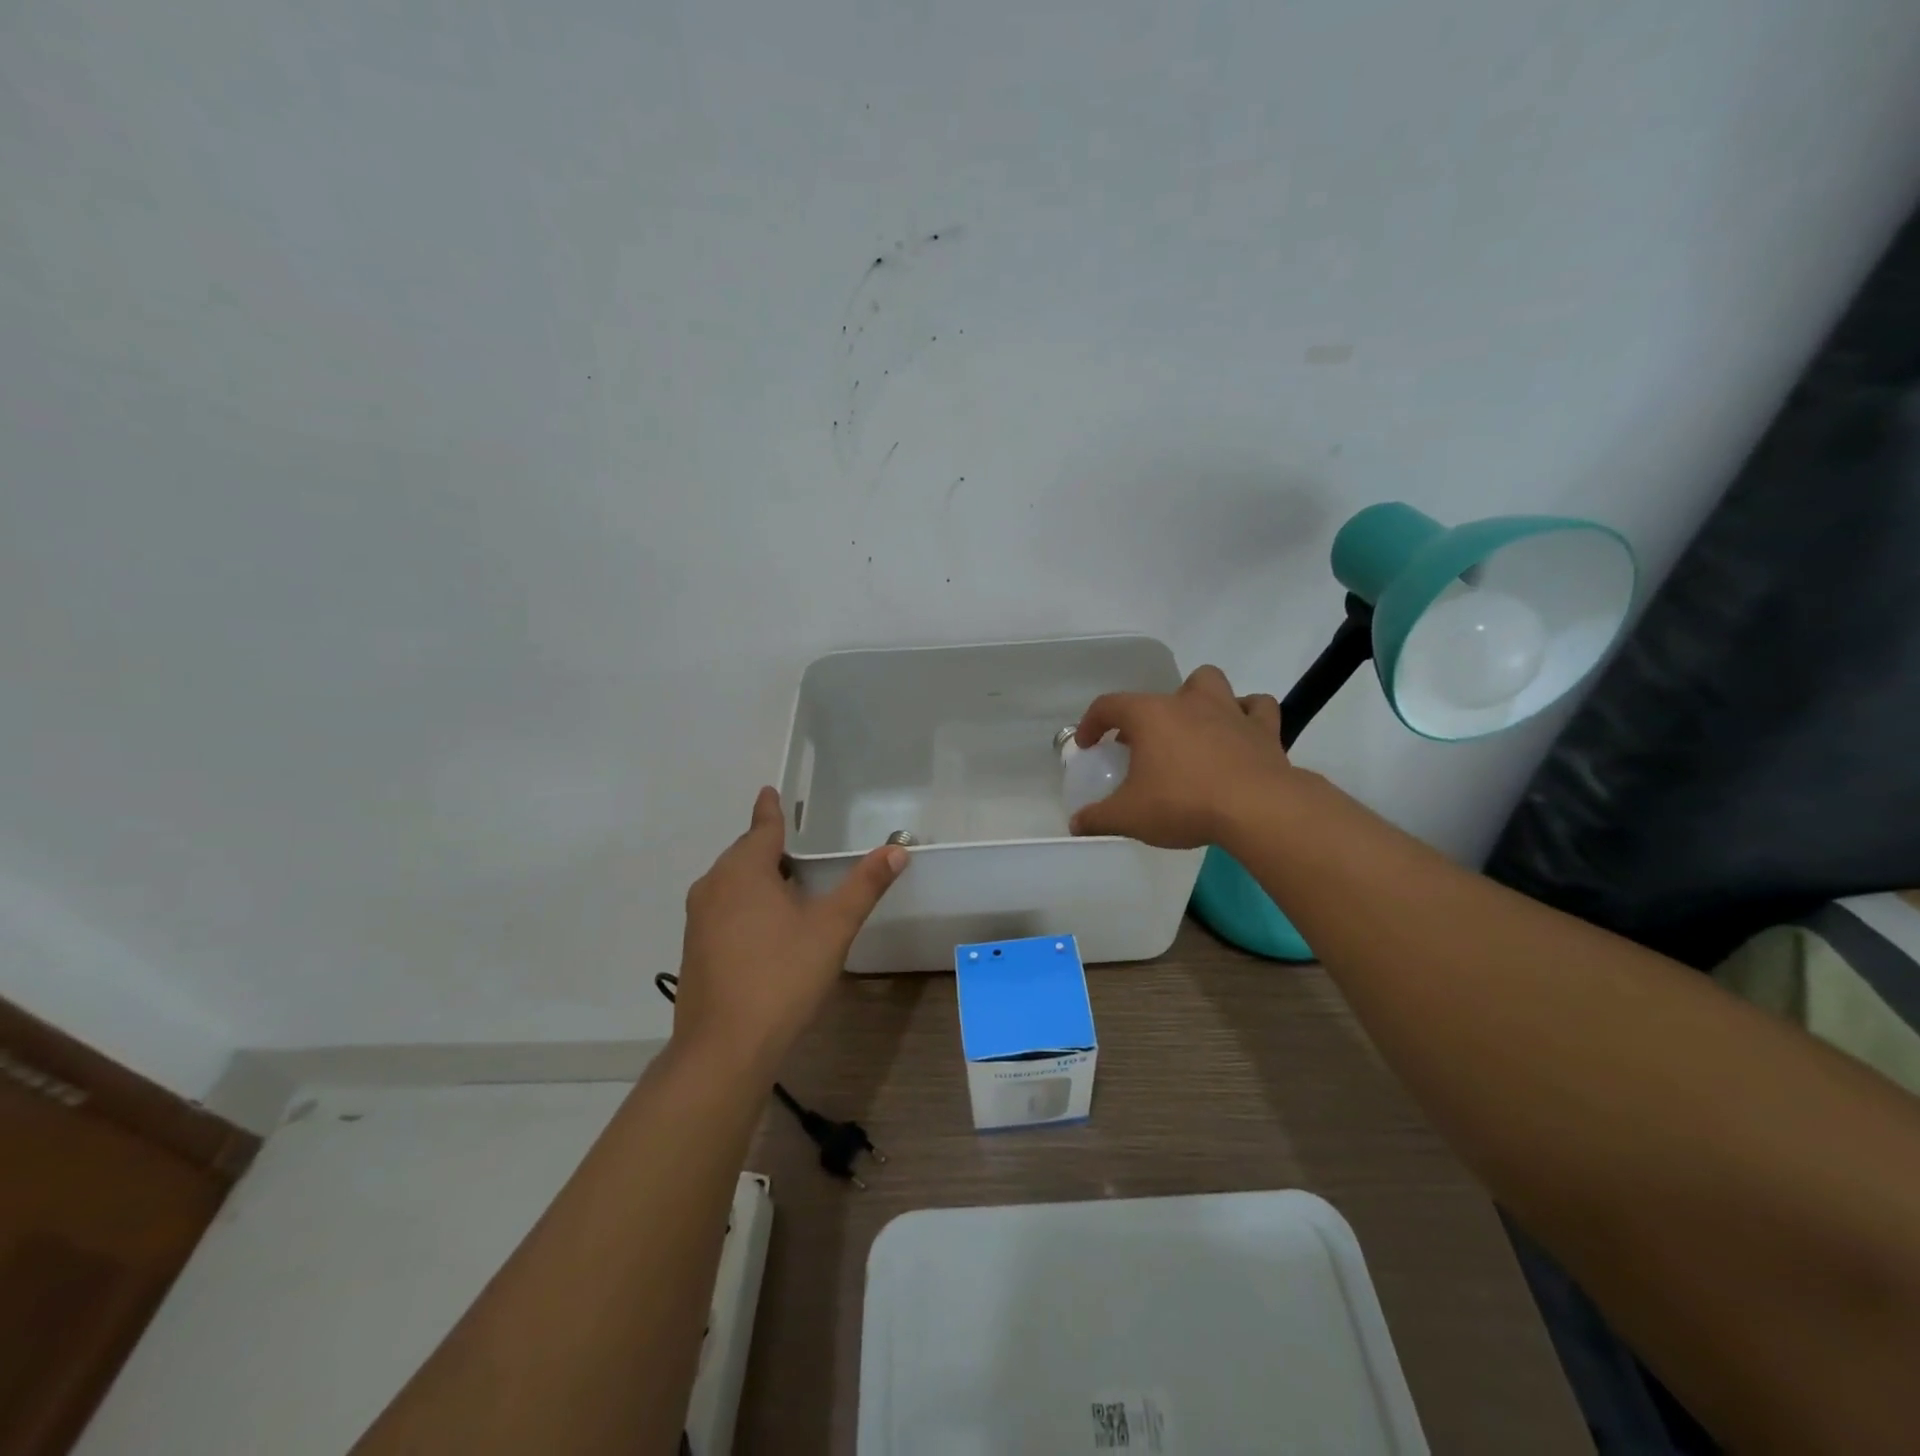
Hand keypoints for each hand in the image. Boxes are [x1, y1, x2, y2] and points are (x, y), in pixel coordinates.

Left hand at [676, 787, 907, 1068]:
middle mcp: (714, 887)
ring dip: (757, 878)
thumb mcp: (832, 928)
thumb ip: (864, 886)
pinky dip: (745, 905)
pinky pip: (723, 910)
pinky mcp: (695, 950)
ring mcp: (699, 920)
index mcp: (744, 871)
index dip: (770, 810)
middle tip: (796, 845)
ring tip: (788, 886)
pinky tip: (767, 929)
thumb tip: (897, 849)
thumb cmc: (782, 976)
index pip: (762, 829)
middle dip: (768, 847)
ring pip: (731, 884)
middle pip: (744, 855)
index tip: (769, 791)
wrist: (725, 1048)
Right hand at [1070, 664, 1293, 847]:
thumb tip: (1076, 824)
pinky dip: (1247, 714)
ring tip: (1192, 728)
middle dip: (1146, 715)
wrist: (1257, 809)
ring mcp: (1229, 710)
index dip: (1091, 723)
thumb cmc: (1183, 803)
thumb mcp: (1129, 816)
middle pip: (1159, 693)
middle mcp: (1187, 702)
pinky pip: (1257, 708)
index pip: (1108, 706)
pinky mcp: (1264, 729)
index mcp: (1149, 715)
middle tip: (1143, 745)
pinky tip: (1240, 733)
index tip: (1088, 745)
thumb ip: (1098, 818)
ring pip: (1209, 683)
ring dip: (1198, 698)